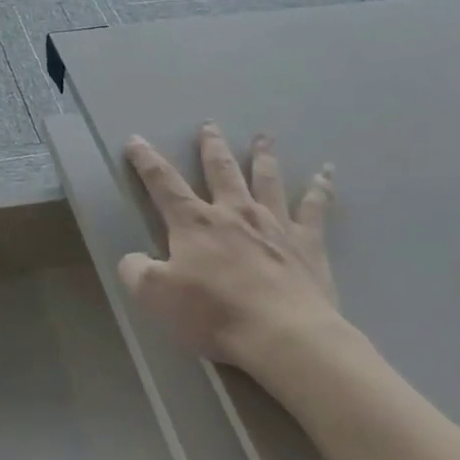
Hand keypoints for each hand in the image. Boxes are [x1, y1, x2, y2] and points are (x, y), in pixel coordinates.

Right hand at [119, 125, 345, 376]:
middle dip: (211, 147)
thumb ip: (136, 271)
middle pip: (220, 169)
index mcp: (195, 223)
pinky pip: (315, 207)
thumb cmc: (213, 313)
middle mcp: (234, 212)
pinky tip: (327, 172)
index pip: (163, 183)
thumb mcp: (155, 296)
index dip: (146, 161)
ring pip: (267, 179)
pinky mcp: (307, 242)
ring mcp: (274, 223)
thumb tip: (132, 258)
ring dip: (263, 156)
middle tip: (209, 126)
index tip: (136, 141)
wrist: (281, 334)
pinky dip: (321, 188)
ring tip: (263, 137)